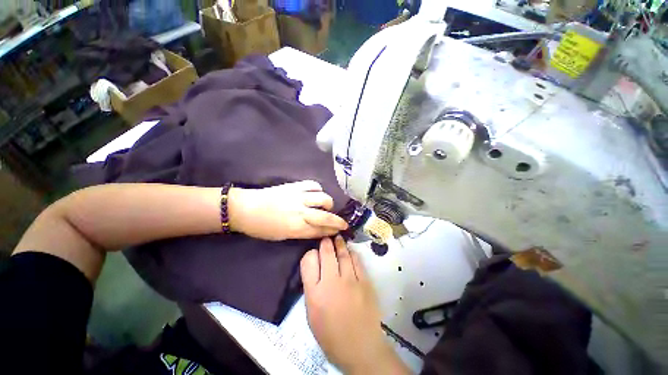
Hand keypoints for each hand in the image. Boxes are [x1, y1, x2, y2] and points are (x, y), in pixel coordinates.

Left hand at [228, 180, 347, 240]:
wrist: (245, 209)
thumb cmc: (260, 228)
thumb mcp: (281, 237)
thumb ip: (300, 233)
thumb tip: (315, 231)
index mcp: (296, 229)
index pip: (320, 231)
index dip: (332, 232)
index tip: (340, 232)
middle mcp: (300, 213)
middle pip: (326, 217)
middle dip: (338, 221)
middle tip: (344, 224)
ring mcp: (297, 197)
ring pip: (323, 198)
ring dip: (328, 204)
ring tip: (327, 207)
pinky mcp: (293, 186)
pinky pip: (312, 185)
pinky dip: (318, 190)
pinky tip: (316, 194)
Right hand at [301, 236, 408, 374]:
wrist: (358, 345)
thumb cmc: (330, 336)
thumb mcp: (311, 314)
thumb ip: (312, 292)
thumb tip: (316, 277)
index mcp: (314, 291)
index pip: (308, 261)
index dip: (310, 255)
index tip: (312, 254)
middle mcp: (332, 282)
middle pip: (327, 254)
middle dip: (325, 244)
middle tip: (325, 238)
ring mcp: (351, 281)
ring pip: (344, 256)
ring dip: (340, 246)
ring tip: (338, 239)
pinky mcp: (366, 284)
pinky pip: (358, 264)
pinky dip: (353, 256)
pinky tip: (351, 253)